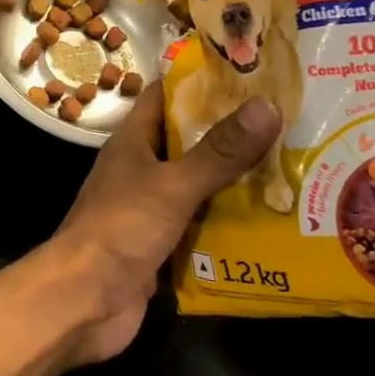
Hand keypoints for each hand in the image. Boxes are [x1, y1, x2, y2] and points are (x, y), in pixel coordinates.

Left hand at [44, 81, 280, 366]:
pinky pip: (199, 224)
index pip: (166, 94)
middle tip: (285, 124)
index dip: (201, 81)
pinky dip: (227, 223)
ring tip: (290, 169)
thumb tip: (267, 105)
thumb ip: (219, 151)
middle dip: (230, 133)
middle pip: (188, 140)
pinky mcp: (160, 244)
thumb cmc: (122, 228)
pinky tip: (269, 223)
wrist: (84, 301)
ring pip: (197, 184)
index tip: (247, 74)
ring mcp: (149, 207)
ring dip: (234, 180)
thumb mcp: (174, 184)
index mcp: (134, 139)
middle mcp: (141, 167)